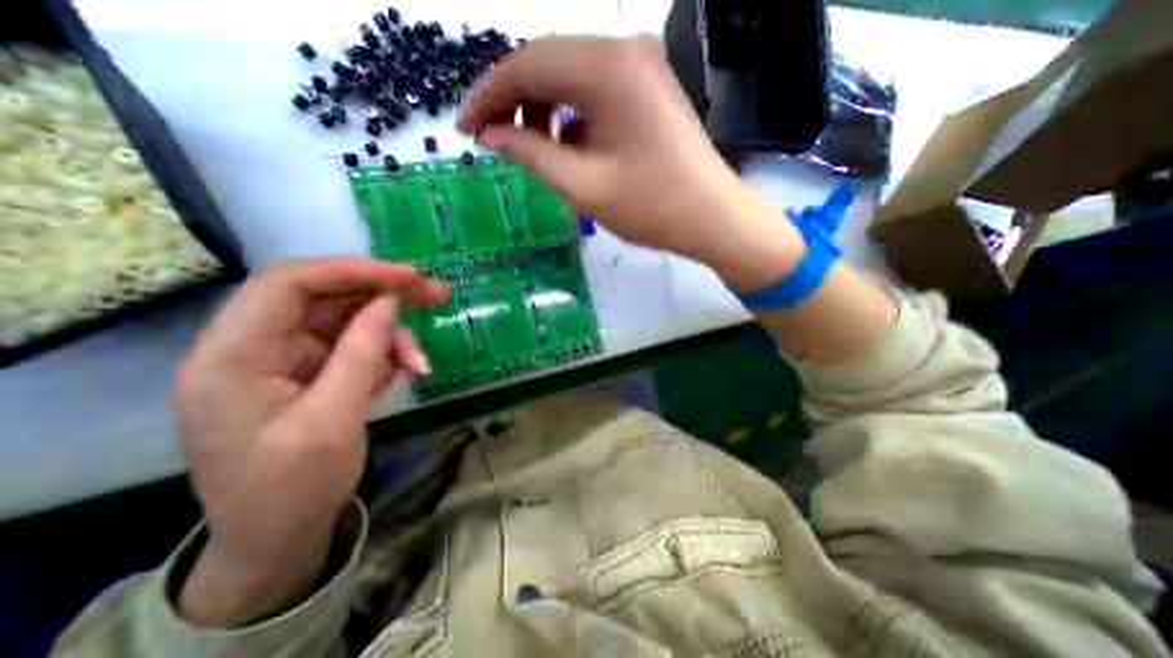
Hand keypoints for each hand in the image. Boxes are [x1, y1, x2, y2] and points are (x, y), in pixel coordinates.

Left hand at [172, 257, 443, 626]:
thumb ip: (361, 353)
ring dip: (389, 334)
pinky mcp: (310, 372)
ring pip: (346, 321)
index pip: (287, 285)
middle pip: (323, 296)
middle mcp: (253, 348)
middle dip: (382, 292)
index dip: (352, 271)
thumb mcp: (332, 421)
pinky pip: (354, 346)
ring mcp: (284, 360)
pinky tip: (401, 372)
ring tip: (419, 362)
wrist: (278, 538)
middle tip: (434, 294)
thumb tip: (390, 302)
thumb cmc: (293, 489)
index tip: (408, 276)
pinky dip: (384, 354)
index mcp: (232, 359)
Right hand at [462, 37, 800, 290]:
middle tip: (494, 141)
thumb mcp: (582, 186)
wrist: (712, 218)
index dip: (487, 96)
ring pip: (569, 77)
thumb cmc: (651, 207)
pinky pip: (594, 92)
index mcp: (607, 67)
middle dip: (513, 102)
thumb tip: (490, 134)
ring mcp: (640, 67)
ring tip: (532, 150)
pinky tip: (567, 147)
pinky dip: (570, 117)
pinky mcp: (647, 89)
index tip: (465, 128)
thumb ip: (529, 154)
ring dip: (543, 110)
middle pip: (547, 63)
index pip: (526, 64)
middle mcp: (624, 50)